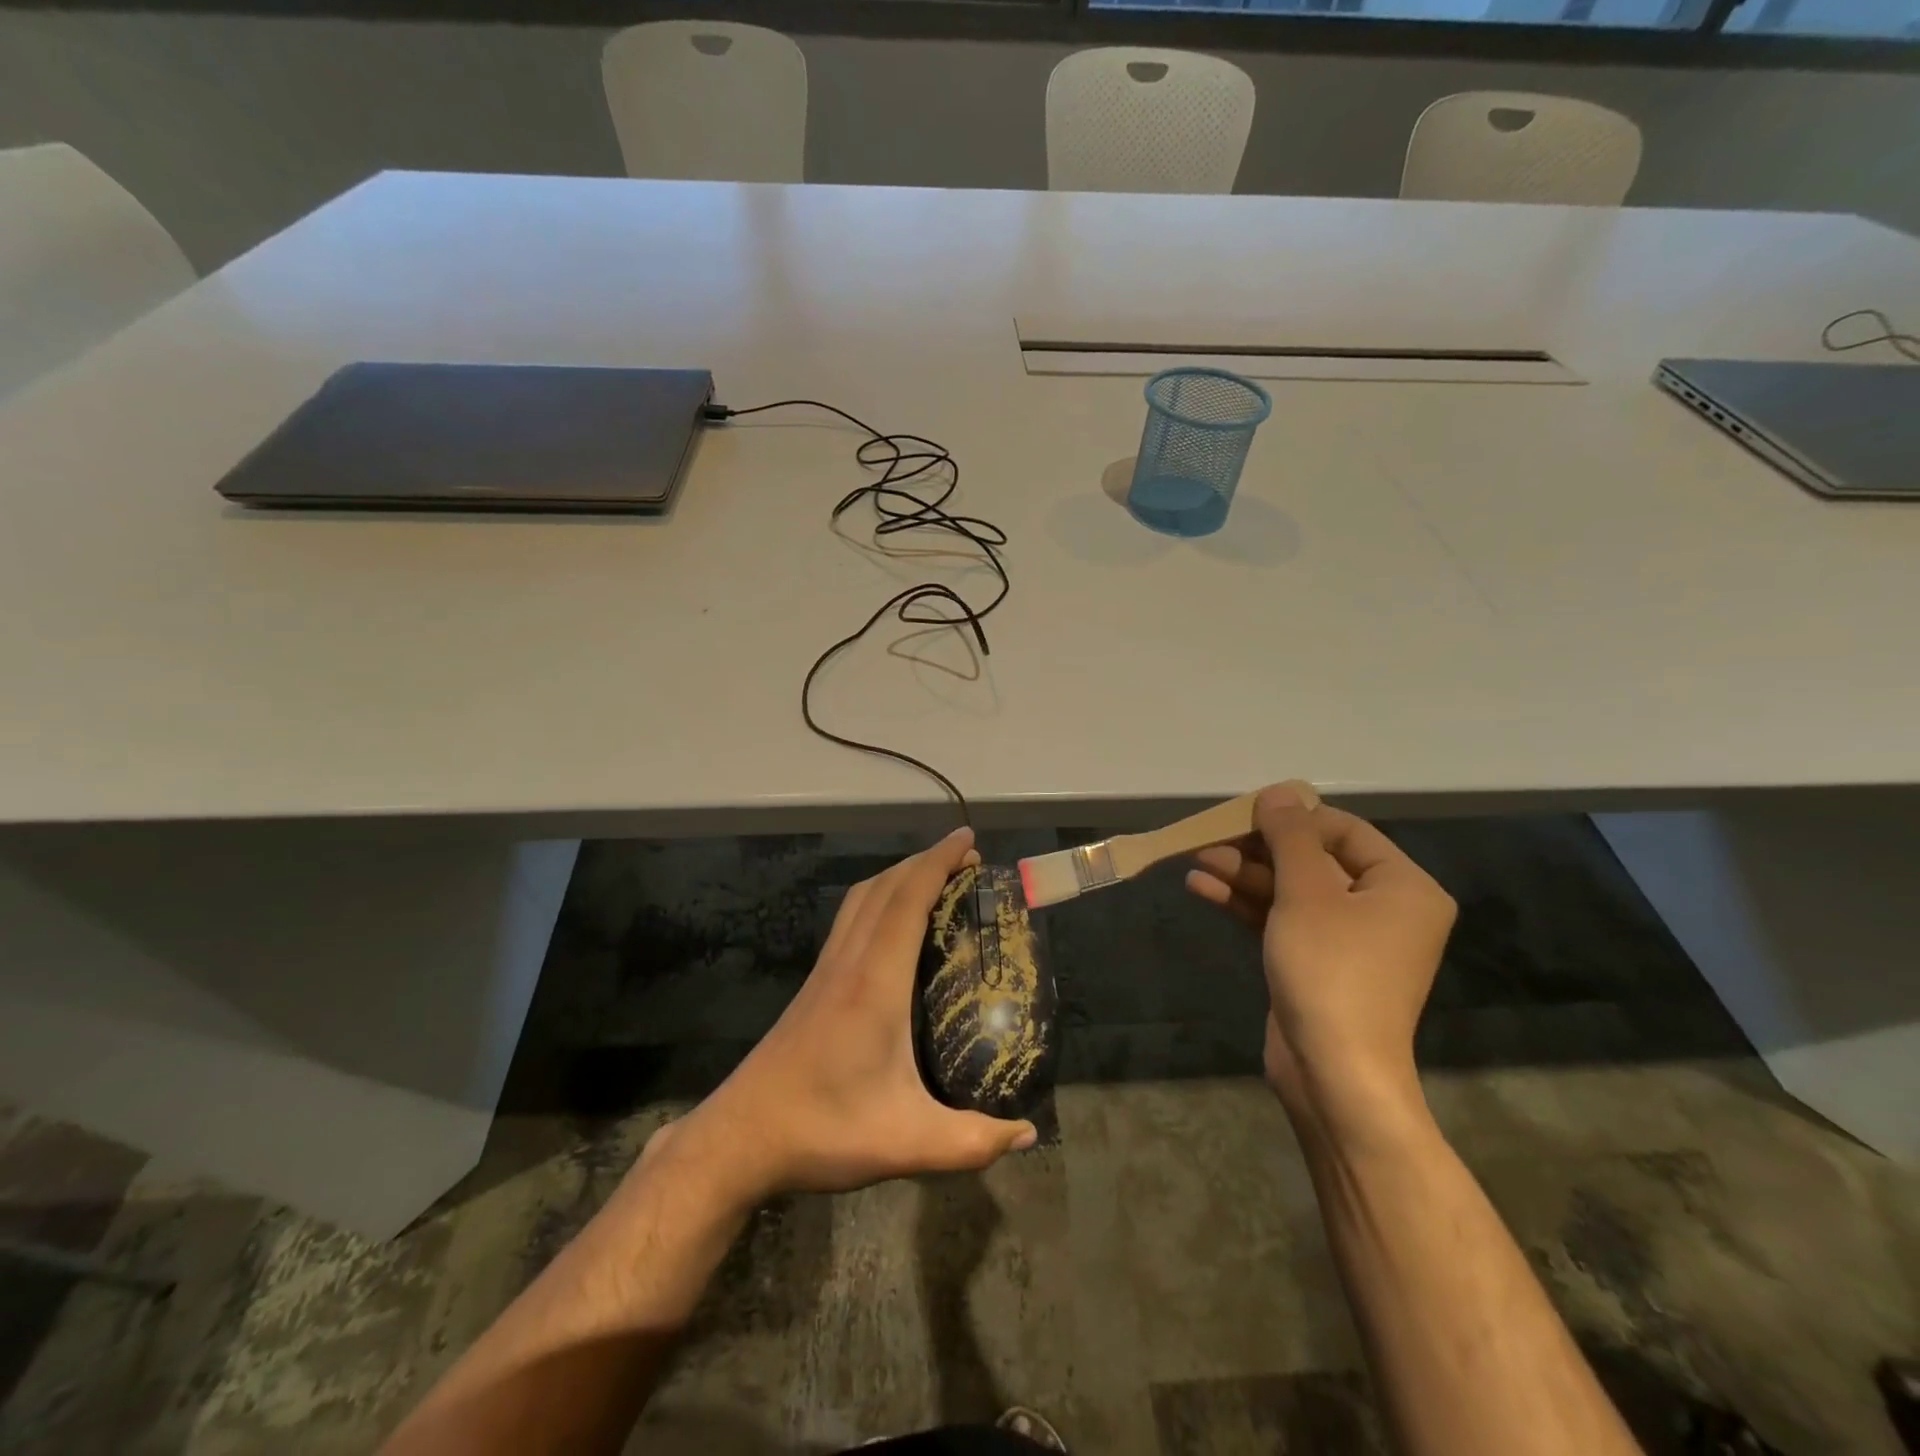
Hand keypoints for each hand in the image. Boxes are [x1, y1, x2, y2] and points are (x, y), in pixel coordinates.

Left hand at [656, 827, 1037, 1209]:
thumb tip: (1028, 1135)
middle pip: (884, 888)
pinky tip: (894, 923)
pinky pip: (851, 919)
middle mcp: (849, 963)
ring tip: (935, 878)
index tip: (967, 840)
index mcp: (874, 984)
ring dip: (898, 875)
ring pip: (862, 899)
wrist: (741, 1137)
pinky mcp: (814, 984)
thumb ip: (972, 1142)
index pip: (907, 901)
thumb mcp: (906, 1144)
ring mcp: (826, 970)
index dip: (938, 863)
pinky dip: (879, 898)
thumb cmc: (823, 1130)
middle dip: (925, 861)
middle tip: (966, 859)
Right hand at [1186, 783, 1455, 1140]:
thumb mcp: (1306, 892)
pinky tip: (1203, 889)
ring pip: (1290, 890)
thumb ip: (1290, 837)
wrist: (1333, 1072)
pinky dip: (1246, 903)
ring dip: (1244, 874)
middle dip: (1258, 849)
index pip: (1344, 830)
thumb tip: (1278, 792)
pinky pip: (1281, 918)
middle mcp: (1382, 908)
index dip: (1292, 818)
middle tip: (1210, 839)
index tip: (1244, 813)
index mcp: (1402, 886)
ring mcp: (1348, 938)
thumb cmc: (1330, 970)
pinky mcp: (1316, 961)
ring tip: (1195, 861)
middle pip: (1312, 859)